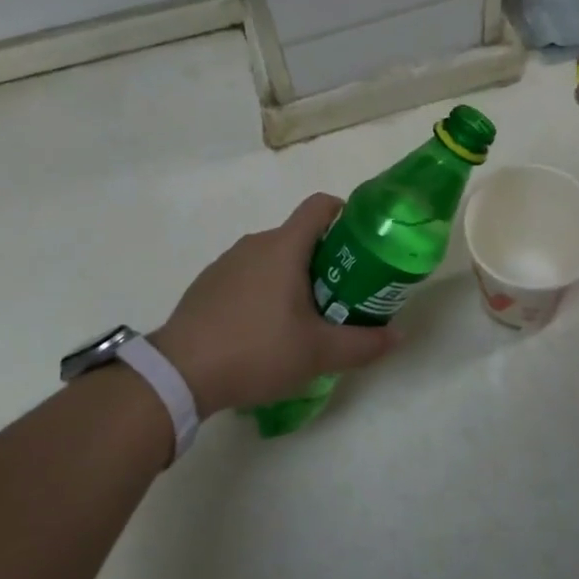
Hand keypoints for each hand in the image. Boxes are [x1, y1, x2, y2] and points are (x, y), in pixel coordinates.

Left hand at [151, 193, 399, 415]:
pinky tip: (263, 331)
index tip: (360, 243)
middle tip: (341, 296)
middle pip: (300, 236)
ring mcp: (227, 262)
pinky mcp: (208, 283)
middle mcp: (256, 243)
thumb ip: (363, 343)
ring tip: (304, 320)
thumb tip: (399, 335)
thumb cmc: (257, 349)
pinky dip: (264, 291)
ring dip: (293, 277)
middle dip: (325, 260)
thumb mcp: (318, 353)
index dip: (345, 215)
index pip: (320, 206)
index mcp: (284, 246)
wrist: (180, 372)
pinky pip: (248, 275)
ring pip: (273, 257)